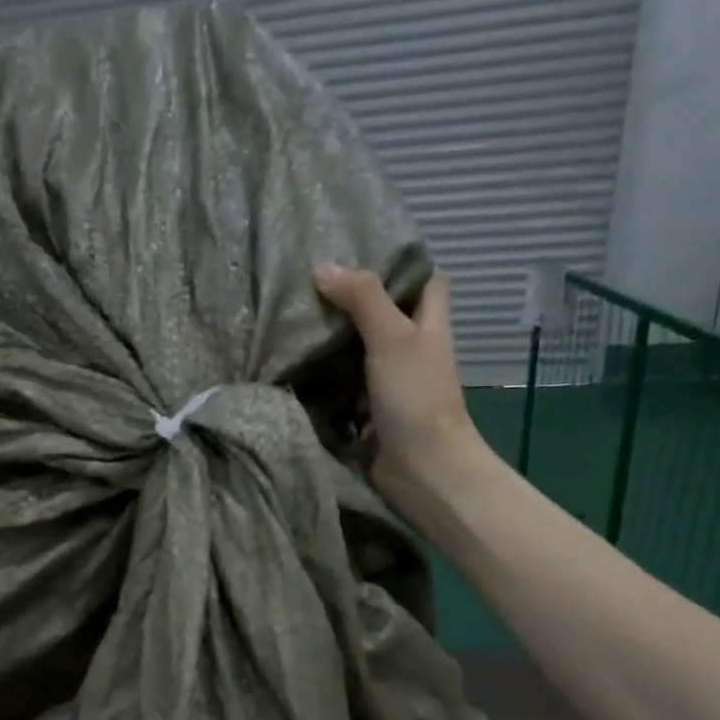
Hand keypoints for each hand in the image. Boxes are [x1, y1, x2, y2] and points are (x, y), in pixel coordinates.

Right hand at [313, 264, 490, 507]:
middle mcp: (411, 349)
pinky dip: (321, 376)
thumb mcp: (393, 337)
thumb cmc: (416, 396)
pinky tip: (290, 362)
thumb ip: (362, 299)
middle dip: (350, 300)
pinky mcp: (365, 410)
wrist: (420, 468)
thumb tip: (322, 268)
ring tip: (290, 315)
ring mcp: (388, 382)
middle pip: (383, 314)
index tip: (360, 251)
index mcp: (429, 324)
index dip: (401, 264)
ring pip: (357, 350)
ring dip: (330, 339)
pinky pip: (340, 385)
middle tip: (308, 282)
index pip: (425, 280)